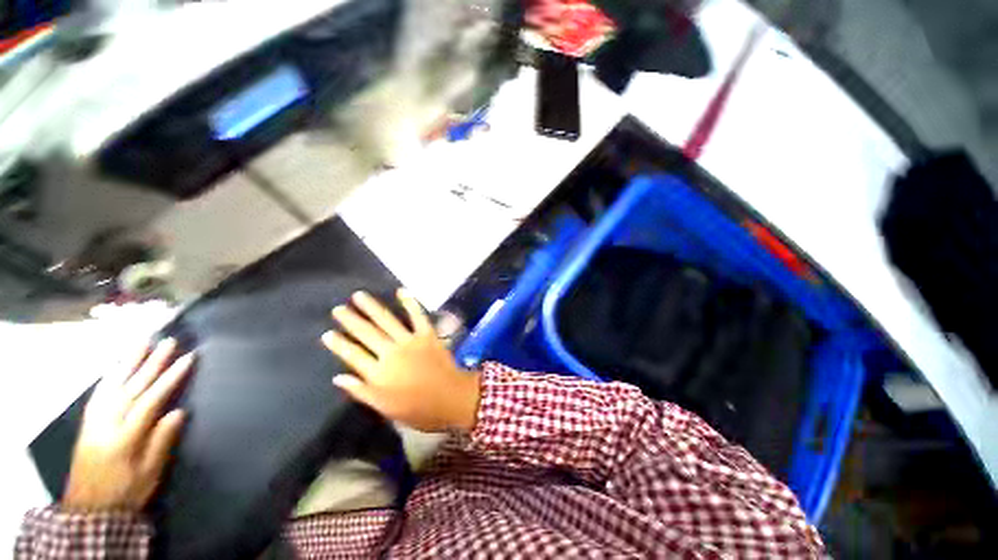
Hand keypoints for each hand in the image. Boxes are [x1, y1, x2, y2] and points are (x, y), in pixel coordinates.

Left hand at [63, 339, 193, 511]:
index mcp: (125, 438)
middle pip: (132, 387)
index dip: (170, 378)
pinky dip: (109, 375)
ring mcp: (94, 421)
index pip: (150, 401)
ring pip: (113, 385)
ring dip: (129, 362)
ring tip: (142, 343)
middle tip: (167, 342)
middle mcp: (107, 424)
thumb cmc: (126, 492)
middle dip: (152, 363)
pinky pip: (99, 393)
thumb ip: (162, 442)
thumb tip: (178, 412)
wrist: (89, 509)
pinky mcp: (87, 422)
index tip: (188, 358)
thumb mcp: (149, 474)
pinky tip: (117, 365)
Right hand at [322, 290, 480, 432]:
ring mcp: (410, 341)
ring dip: (372, 307)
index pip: (352, 355)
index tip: (327, 333)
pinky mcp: (427, 334)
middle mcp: (391, 353)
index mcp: (378, 374)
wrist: (451, 398)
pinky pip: (418, 316)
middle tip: (338, 309)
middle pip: (366, 333)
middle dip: (351, 320)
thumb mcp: (385, 408)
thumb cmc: (418, 408)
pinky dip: (410, 303)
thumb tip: (338, 378)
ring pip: (387, 320)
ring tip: (359, 296)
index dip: (339, 344)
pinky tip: (401, 291)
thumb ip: (361, 392)